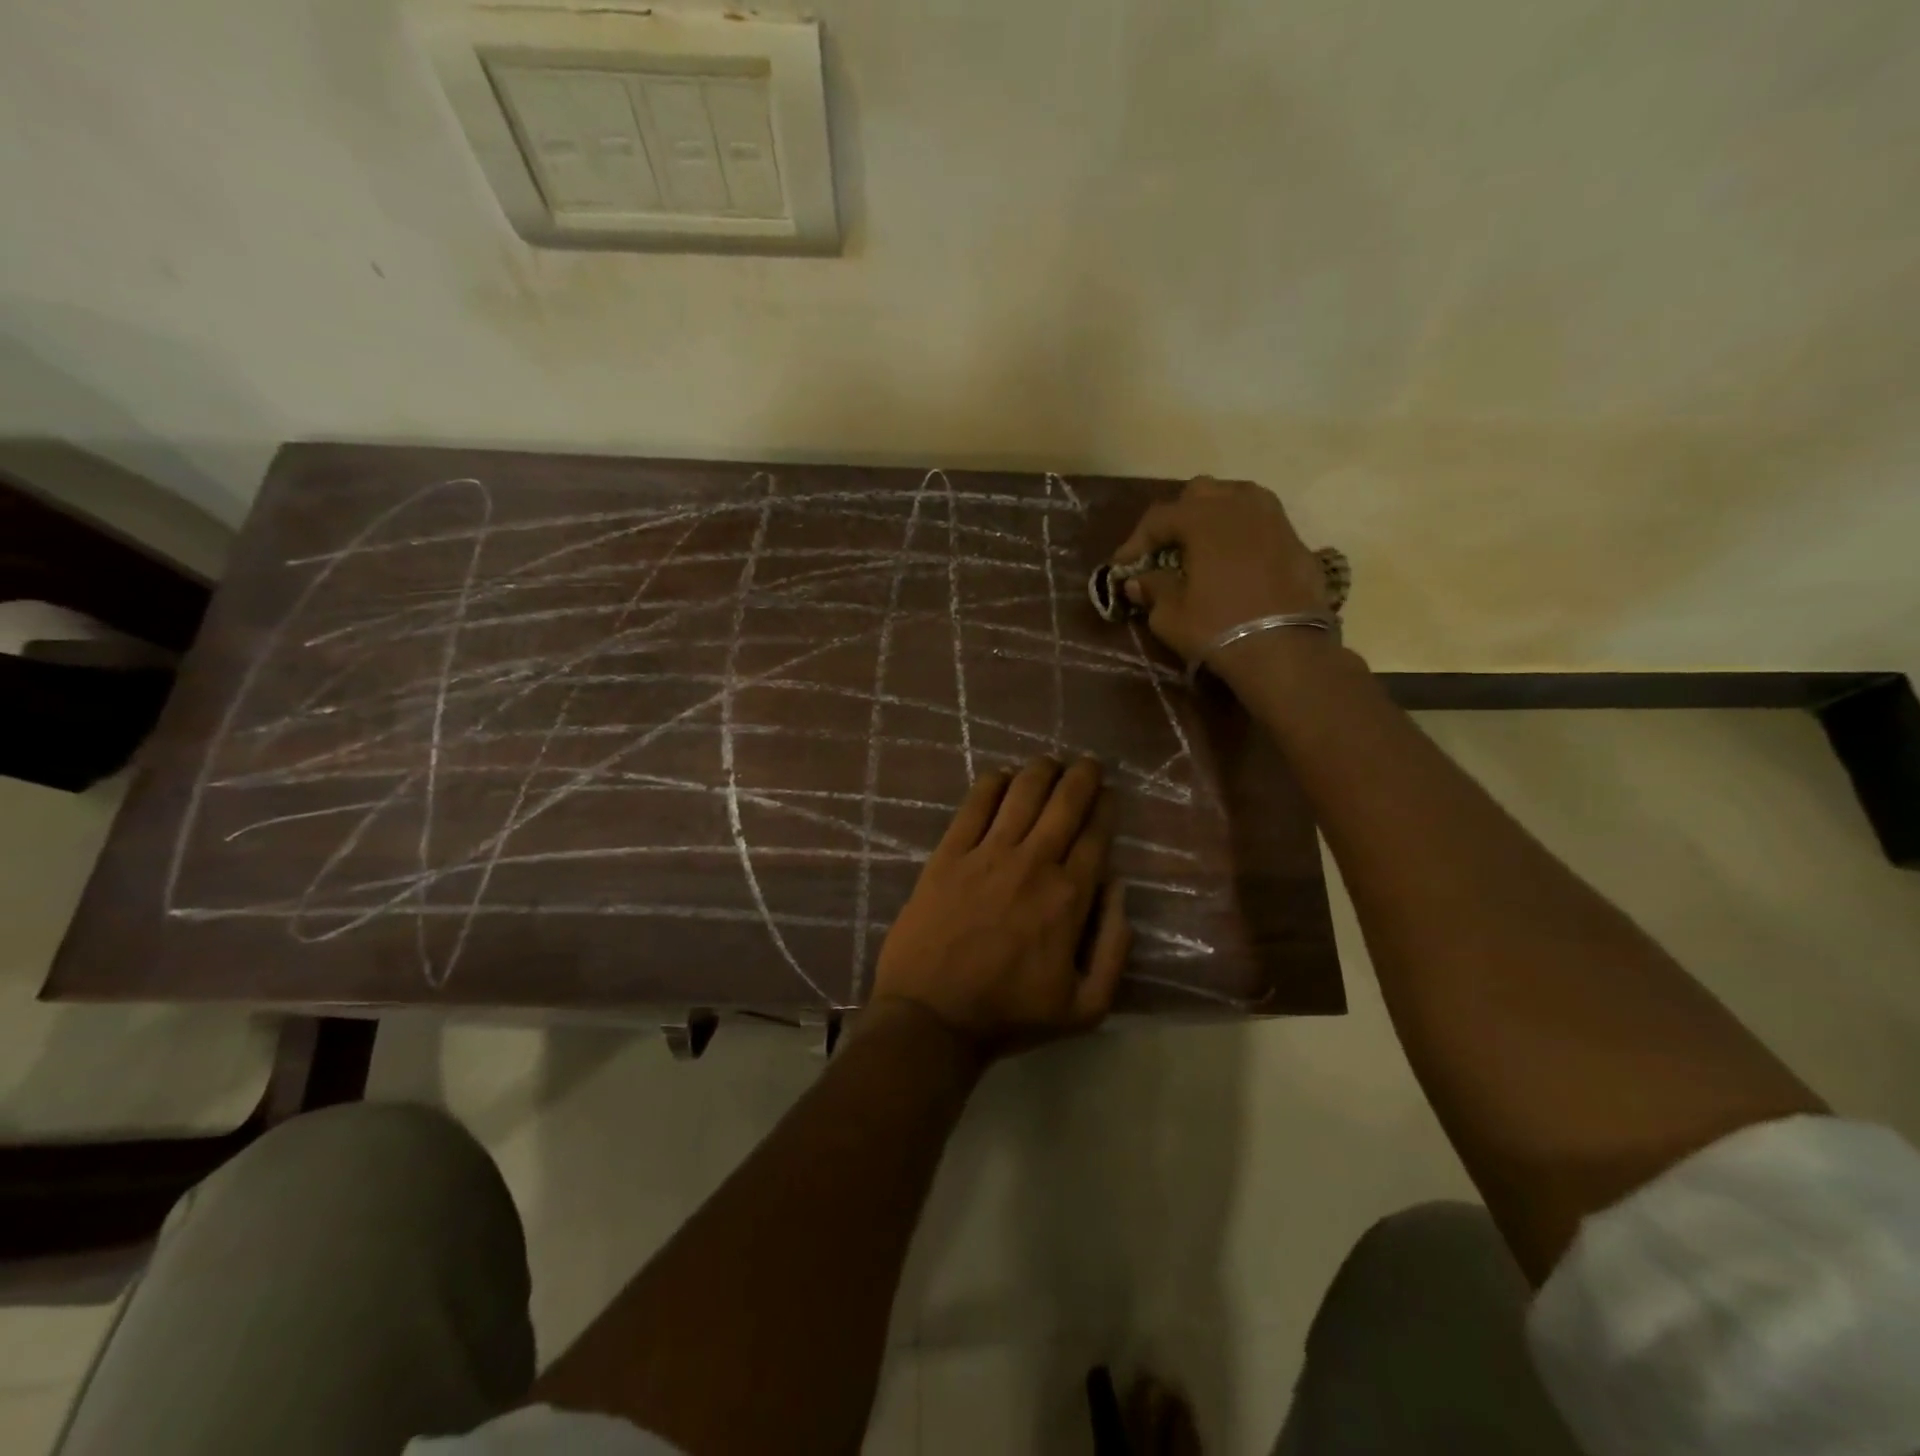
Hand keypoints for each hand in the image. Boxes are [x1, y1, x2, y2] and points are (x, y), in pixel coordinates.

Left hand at [871, 757, 1131, 1057]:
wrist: (931, 1018)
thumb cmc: (1009, 1014)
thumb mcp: (1086, 1007)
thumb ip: (1115, 948)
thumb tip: (1120, 888)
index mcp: (1070, 897)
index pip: (1097, 835)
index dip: (1106, 807)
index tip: (1109, 794)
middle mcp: (1033, 863)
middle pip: (1065, 802)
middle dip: (1082, 775)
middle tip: (1087, 764)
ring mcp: (987, 854)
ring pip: (1022, 792)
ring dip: (1041, 770)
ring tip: (1049, 763)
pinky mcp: (948, 854)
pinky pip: (974, 805)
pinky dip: (992, 783)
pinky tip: (1001, 776)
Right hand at [1113, 477, 1330, 672]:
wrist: (1287, 651)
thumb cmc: (1219, 628)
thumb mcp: (1171, 615)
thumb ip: (1153, 589)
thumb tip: (1139, 581)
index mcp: (1204, 518)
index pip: (1159, 517)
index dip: (1136, 541)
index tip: (1122, 566)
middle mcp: (1240, 506)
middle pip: (1200, 494)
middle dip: (1178, 517)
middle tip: (1165, 549)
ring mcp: (1274, 520)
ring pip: (1237, 499)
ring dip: (1214, 517)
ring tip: (1202, 547)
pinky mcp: (1297, 541)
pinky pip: (1261, 524)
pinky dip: (1242, 535)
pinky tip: (1234, 562)